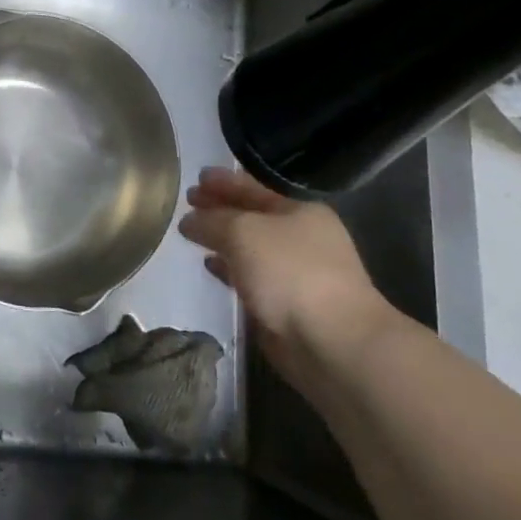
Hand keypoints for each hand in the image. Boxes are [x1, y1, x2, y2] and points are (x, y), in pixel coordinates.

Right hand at [178, 167, 395, 378]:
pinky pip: (249, 275)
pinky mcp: (283, 302)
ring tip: (191, 232)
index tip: (197, 178)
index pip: (254, 187)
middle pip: (251, 215)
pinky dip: (228, 268)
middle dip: (220, 208)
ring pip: (249, 246)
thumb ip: (211, 221)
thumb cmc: (290, 272)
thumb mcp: (242, 232)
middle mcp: (300, 236)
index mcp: (299, 210)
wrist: (331, 341)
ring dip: (222, 238)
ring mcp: (294, 271)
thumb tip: (189, 220)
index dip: (224, 181)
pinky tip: (209, 265)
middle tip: (189, 201)